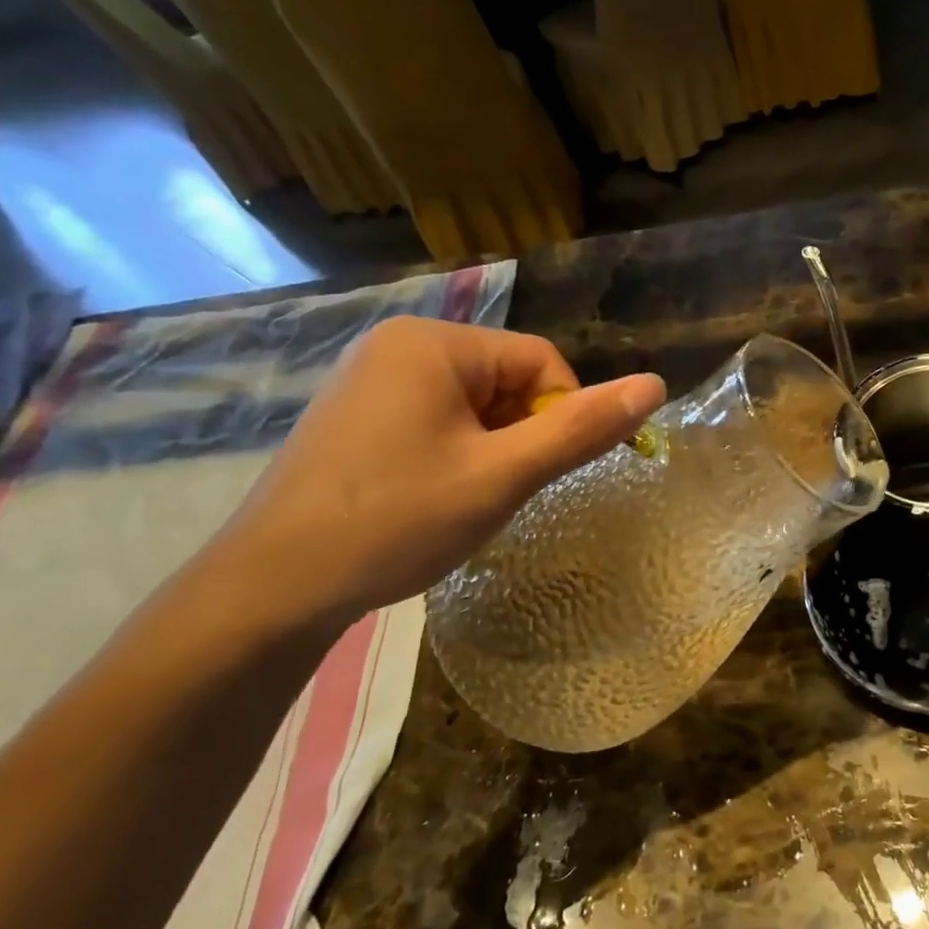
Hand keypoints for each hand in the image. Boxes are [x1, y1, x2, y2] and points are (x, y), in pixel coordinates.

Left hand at [211, 317, 664, 630]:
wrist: (273, 586)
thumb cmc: (397, 521)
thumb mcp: (503, 476)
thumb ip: (582, 429)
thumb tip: (655, 385)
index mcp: (433, 342)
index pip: (541, 362)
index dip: (560, 417)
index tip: (539, 475)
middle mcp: (398, 344)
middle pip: (506, 380)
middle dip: (519, 436)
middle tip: (496, 493)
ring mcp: (369, 379)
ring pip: (473, 405)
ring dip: (490, 450)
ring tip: (461, 500)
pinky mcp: (355, 415)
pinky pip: (435, 419)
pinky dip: (454, 455)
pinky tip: (430, 498)